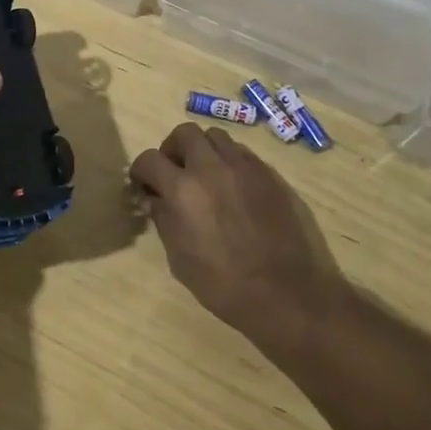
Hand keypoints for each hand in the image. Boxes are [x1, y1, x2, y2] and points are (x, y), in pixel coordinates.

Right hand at [130, 122, 349, 347]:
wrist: (290, 296)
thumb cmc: (225, 286)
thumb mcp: (180, 260)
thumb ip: (164, 220)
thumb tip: (155, 200)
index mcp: (183, 189)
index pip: (149, 159)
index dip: (141, 171)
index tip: (144, 186)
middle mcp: (212, 167)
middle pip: (184, 133)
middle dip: (173, 149)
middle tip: (175, 172)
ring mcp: (245, 167)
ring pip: (216, 137)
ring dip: (204, 150)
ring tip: (206, 176)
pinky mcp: (271, 174)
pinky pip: (243, 154)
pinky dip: (230, 162)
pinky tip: (234, 188)